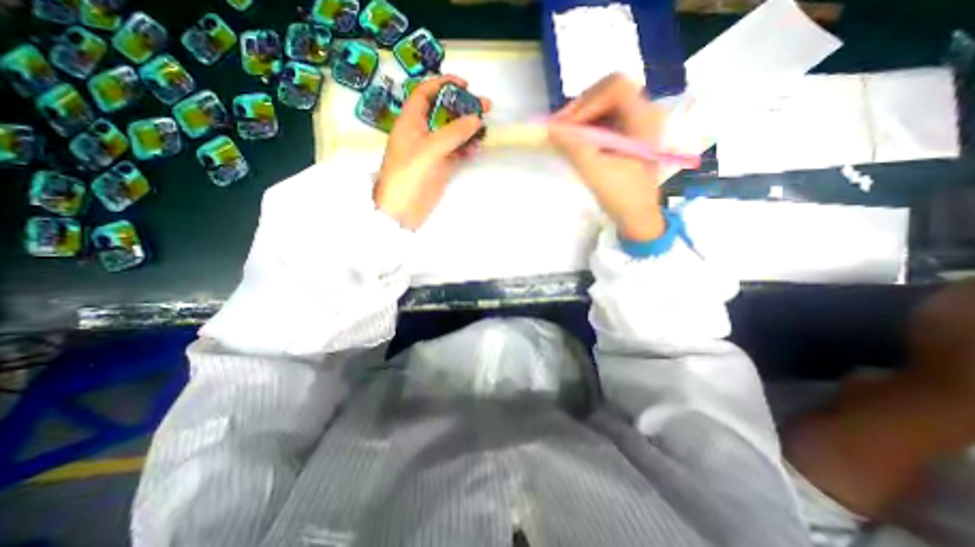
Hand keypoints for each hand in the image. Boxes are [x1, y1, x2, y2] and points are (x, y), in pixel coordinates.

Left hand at [375, 72, 491, 227]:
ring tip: (484, 130)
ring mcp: (432, 151)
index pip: (425, 93)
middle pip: (443, 112)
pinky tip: (476, 149)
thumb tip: (476, 119)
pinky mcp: (441, 166)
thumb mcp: (430, 149)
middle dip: (462, 108)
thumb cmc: (409, 174)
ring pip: (452, 133)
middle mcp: (421, 133)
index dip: (443, 84)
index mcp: (410, 121)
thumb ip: (453, 132)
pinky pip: (456, 152)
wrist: (404, 210)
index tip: (465, 85)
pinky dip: (466, 148)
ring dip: (468, 130)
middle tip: (485, 107)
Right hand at [548, 72, 671, 240]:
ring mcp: (636, 122)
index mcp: (644, 119)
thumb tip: (550, 128)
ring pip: (604, 103)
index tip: (565, 126)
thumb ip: (573, 147)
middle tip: (559, 128)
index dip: (587, 102)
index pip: (615, 88)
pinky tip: (574, 139)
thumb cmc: (621, 196)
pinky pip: (603, 118)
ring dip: (581, 116)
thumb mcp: (595, 172)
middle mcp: (644, 113)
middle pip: (608, 91)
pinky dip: (585, 125)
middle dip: (580, 107)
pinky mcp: (627, 133)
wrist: (636, 216)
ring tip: (563, 134)